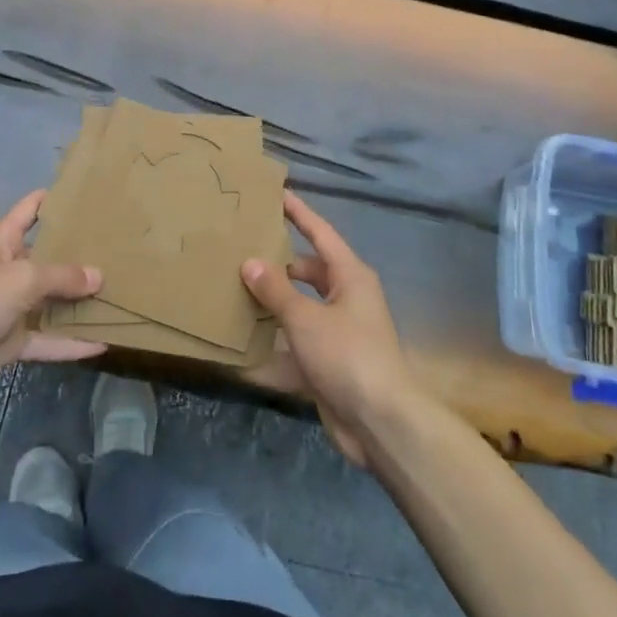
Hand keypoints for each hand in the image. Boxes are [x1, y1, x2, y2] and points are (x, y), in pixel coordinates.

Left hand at [0, 190, 106, 408]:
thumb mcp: (21, 279)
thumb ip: (62, 276)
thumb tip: (99, 276)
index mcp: (3, 238)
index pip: (34, 208)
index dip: (60, 198)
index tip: (96, 194)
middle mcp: (9, 267)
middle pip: (51, 256)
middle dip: (83, 254)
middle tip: (127, 249)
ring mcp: (10, 306)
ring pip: (53, 300)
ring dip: (80, 301)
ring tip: (124, 293)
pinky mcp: (10, 341)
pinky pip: (47, 338)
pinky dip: (70, 342)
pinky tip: (103, 343)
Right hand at [241, 191, 423, 467]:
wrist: (381, 422)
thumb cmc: (348, 356)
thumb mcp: (306, 318)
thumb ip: (276, 290)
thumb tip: (250, 262)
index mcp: (350, 276)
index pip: (321, 233)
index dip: (299, 213)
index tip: (277, 194)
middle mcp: (347, 298)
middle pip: (308, 271)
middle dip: (279, 263)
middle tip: (242, 251)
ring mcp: (339, 332)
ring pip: (300, 307)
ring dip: (273, 303)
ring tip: (235, 291)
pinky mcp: (329, 363)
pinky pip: (296, 342)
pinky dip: (275, 343)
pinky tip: (244, 343)